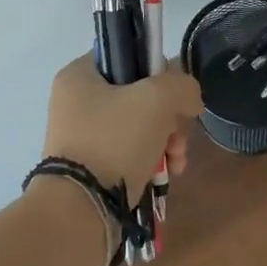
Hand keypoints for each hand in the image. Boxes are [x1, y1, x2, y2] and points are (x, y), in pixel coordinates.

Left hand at [41, 55, 202, 194]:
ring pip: (138, 126)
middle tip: (178, 133)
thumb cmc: (113, 141)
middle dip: (168, 116)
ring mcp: (82, 136)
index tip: (174, 94)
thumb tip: (190, 97)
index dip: (157, 70)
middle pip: (137, 95)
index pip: (126, 55)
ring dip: (166, 140)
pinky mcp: (91, 167)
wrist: (80, 210)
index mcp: (79, 75)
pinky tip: (168, 174)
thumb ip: (181, 86)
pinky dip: (152, 161)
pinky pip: (129, 153)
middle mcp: (76, 102)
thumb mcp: (156, 100)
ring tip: (177, 160)